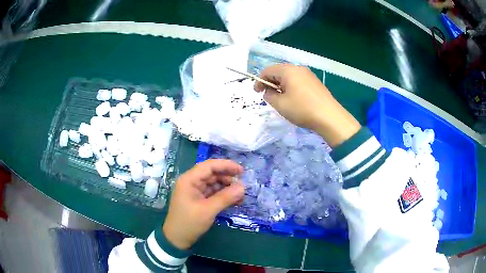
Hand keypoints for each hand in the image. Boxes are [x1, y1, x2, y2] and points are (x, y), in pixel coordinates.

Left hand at [162, 159, 244, 249]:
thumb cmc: (189, 223)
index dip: (226, 165)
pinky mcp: (199, 200)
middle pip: (212, 174)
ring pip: (214, 184)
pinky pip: (213, 193)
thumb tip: (243, 187)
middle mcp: (192, 182)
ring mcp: (195, 191)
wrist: (177, 239)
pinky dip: (223, 196)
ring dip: (227, 188)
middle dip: (228, 178)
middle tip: (243, 186)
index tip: (242, 171)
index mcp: (189, 180)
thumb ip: (225, 197)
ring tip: (241, 196)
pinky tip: (235, 201)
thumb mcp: (208, 210)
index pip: (209, 166)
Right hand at [254, 64, 360, 146]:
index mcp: (288, 71)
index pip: (268, 70)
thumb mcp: (280, 104)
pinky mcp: (315, 82)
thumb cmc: (302, 109)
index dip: (259, 80)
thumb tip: (268, 91)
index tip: (256, 92)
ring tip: (280, 99)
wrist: (329, 117)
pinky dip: (291, 87)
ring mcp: (309, 75)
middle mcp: (298, 68)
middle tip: (268, 96)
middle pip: (279, 71)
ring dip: (281, 85)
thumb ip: (269, 96)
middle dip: (271, 82)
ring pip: (289, 76)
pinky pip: (298, 81)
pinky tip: (293, 99)